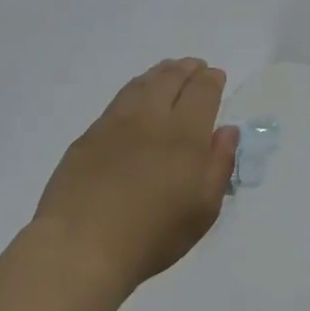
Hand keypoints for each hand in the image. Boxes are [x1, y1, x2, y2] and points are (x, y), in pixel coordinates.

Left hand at [32, 59, 239, 295]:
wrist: (83, 245)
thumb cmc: (153, 235)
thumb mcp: (203, 209)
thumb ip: (219, 165)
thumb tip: (226, 131)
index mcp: (185, 135)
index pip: (202, 92)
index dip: (211, 80)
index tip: (216, 76)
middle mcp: (151, 119)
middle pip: (170, 80)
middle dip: (186, 69)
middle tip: (195, 66)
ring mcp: (115, 124)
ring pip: (141, 85)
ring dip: (159, 73)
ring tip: (167, 72)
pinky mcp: (88, 137)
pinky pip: (118, 101)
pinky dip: (134, 89)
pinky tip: (135, 97)